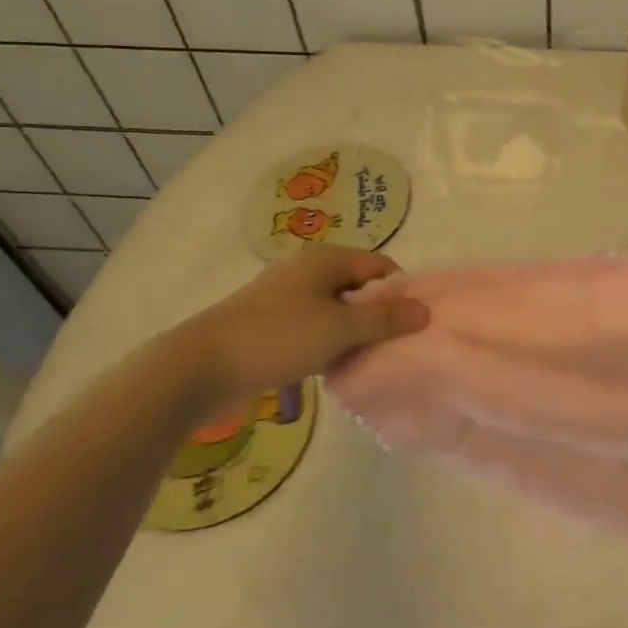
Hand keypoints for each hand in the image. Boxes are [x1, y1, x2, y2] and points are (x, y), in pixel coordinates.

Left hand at [164, 246, 428, 408]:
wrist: (202, 366)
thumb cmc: (277, 337)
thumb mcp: (339, 328)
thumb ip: (384, 319)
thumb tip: (425, 310)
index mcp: (325, 259)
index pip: (380, 265)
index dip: (401, 291)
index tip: (414, 323)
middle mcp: (307, 271)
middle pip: (359, 287)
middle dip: (379, 315)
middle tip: (395, 346)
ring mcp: (287, 298)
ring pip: (337, 311)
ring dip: (355, 333)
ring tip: (369, 360)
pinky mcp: (273, 325)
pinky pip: (316, 328)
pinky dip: (330, 344)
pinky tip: (336, 369)